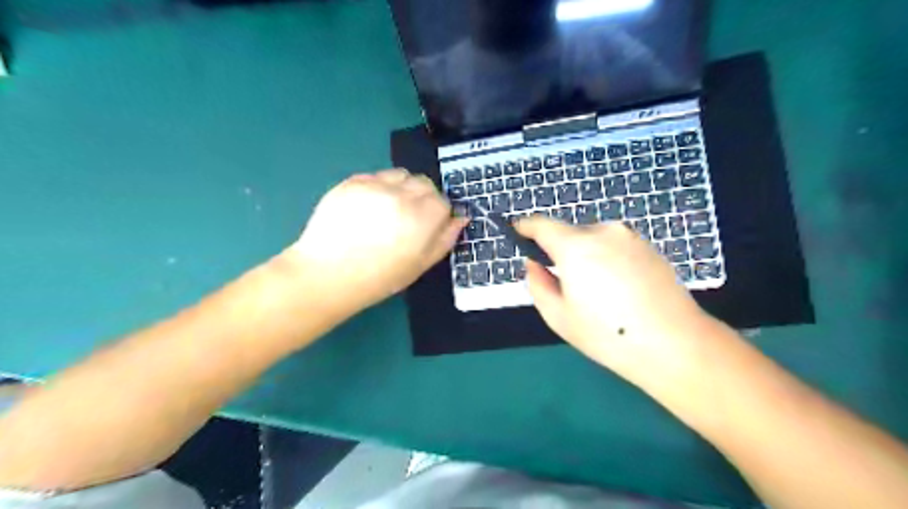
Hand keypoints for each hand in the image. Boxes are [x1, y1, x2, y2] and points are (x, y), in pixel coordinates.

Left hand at [289, 168, 463, 316]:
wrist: (328, 274)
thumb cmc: (380, 277)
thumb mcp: (421, 265)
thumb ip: (445, 239)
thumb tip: (461, 218)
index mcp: (422, 217)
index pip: (443, 202)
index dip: (438, 216)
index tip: (426, 229)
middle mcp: (401, 194)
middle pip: (424, 184)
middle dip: (423, 199)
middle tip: (408, 221)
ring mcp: (374, 185)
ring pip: (401, 176)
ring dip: (402, 189)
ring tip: (388, 211)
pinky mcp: (351, 182)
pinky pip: (375, 176)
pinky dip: (379, 188)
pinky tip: (368, 209)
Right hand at [518, 217, 723, 393]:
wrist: (675, 344)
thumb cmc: (608, 334)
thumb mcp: (558, 316)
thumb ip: (537, 283)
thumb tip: (534, 264)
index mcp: (576, 246)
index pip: (541, 225)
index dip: (525, 227)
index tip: (517, 233)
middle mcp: (603, 232)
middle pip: (569, 233)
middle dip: (560, 251)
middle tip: (564, 284)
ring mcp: (630, 237)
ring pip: (593, 240)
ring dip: (585, 256)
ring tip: (597, 293)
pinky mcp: (649, 247)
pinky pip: (615, 247)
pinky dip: (607, 260)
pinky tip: (619, 291)